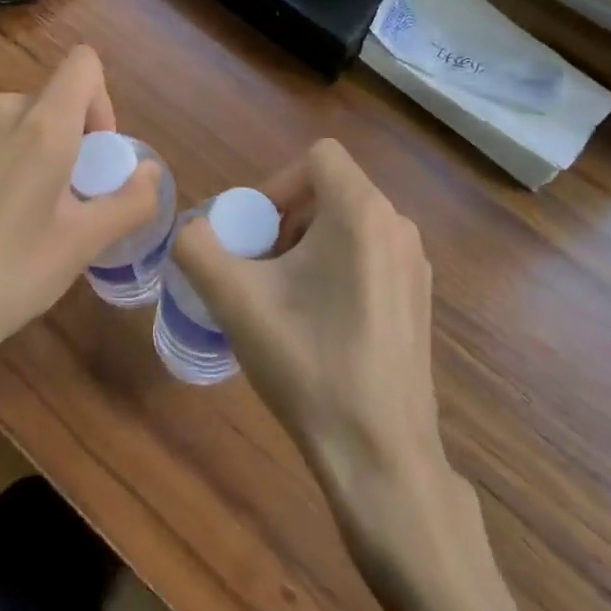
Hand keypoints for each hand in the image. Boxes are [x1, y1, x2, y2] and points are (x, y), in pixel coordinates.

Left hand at [0, 46, 160, 456]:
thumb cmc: (1, 279)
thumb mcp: (80, 247)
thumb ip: (129, 202)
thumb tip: (150, 172)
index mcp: (40, 124)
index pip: (84, 64)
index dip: (102, 101)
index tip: (95, 158)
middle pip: (51, 102)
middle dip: (69, 143)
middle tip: (65, 207)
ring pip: (14, 126)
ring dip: (32, 158)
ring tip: (20, 225)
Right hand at [171, 139, 454, 535]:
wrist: (381, 455)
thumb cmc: (309, 364)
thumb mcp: (236, 301)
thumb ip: (197, 249)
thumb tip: (189, 230)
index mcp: (362, 212)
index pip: (318, 156)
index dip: (277, 182)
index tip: (255, 231)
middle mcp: (398, 225)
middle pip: (332, 190)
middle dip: (288, 218)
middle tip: (261, 266)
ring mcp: (415, 263)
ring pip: (351, 223)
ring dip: (310, 244)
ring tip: (285, 296)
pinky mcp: (420, 298)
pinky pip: (371, 254)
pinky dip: (338, 266)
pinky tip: (319, 322)